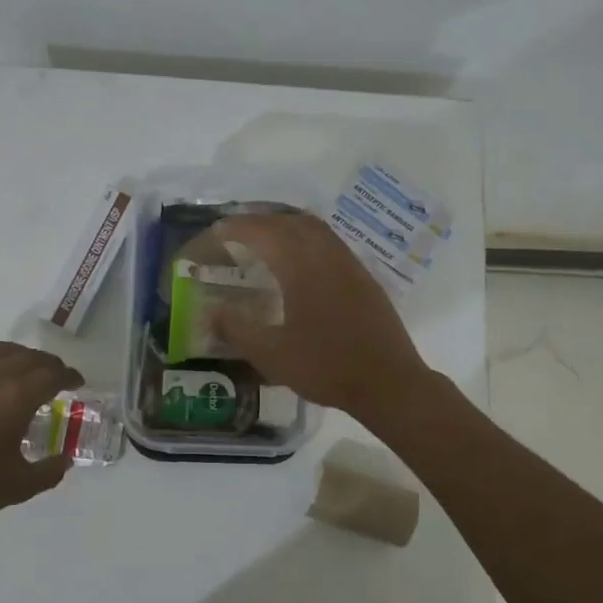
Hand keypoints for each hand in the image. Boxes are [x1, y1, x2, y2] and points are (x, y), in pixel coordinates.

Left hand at [0, 342, 83, 525]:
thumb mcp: (21, 485)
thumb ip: (49, 471)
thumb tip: (65, 460)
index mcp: (18, 397)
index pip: (53, 374)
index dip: (69, 376)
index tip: (77, 383)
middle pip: (29, 357)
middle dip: (47, 365)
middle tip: (55, 377)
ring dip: (19, 357)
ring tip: (23, 369)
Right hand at [206, 213, 429, 419]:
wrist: (388, 382)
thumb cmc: (326, 367)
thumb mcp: (272, 355)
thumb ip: (238, 330)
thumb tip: (213, 313)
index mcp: (302, 267)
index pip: (265, 233)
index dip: (238, 227)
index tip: (218, 230)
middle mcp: (327, 256)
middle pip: (291, 222)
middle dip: (262, 221)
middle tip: (238, 231)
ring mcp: (350, 265)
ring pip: (315, 229)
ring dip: (287, 226)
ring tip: (266, 240)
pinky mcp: (364, 278)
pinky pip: (330, 243)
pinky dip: (307, 240)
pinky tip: (301, 263)